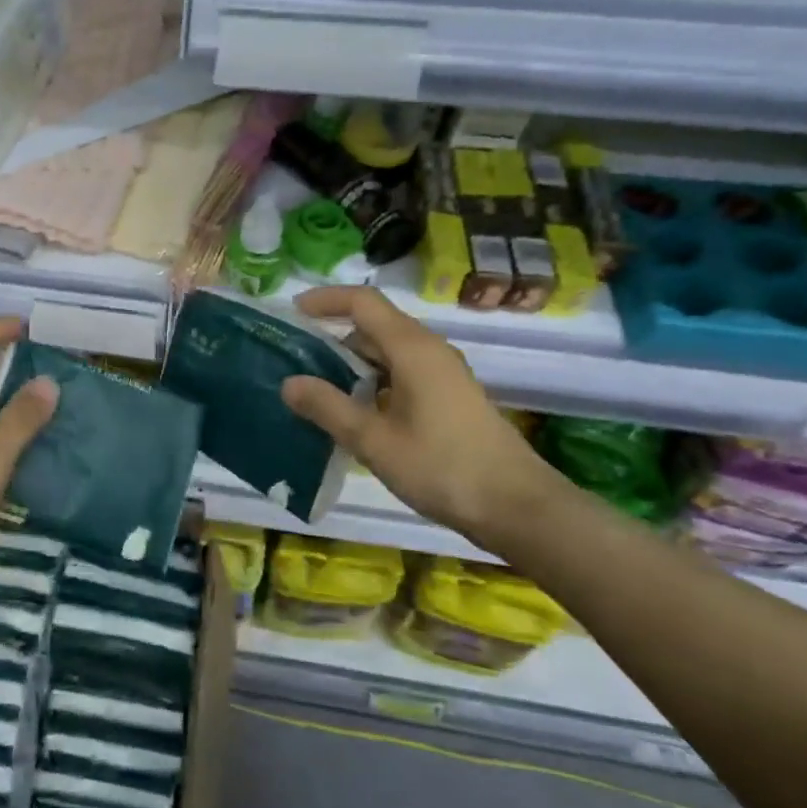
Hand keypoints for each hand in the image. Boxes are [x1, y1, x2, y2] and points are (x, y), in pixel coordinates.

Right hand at [279, 286, 552, 548]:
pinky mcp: (449, 397)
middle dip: (332, 337)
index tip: (292, 314)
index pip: (362, 302)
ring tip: (317, 390)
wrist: (518, 507)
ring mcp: (443, 374)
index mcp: (412, 348)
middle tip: (295, 361)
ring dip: (352, 364)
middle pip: (374, 326)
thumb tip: (289, 382)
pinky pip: (402, 374)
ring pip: (388, 353)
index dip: (325, 300)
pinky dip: (373, 383)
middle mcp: (429, 350)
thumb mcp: (374, 440)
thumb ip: (328, 408)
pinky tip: (355, 414)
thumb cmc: (442, 468)